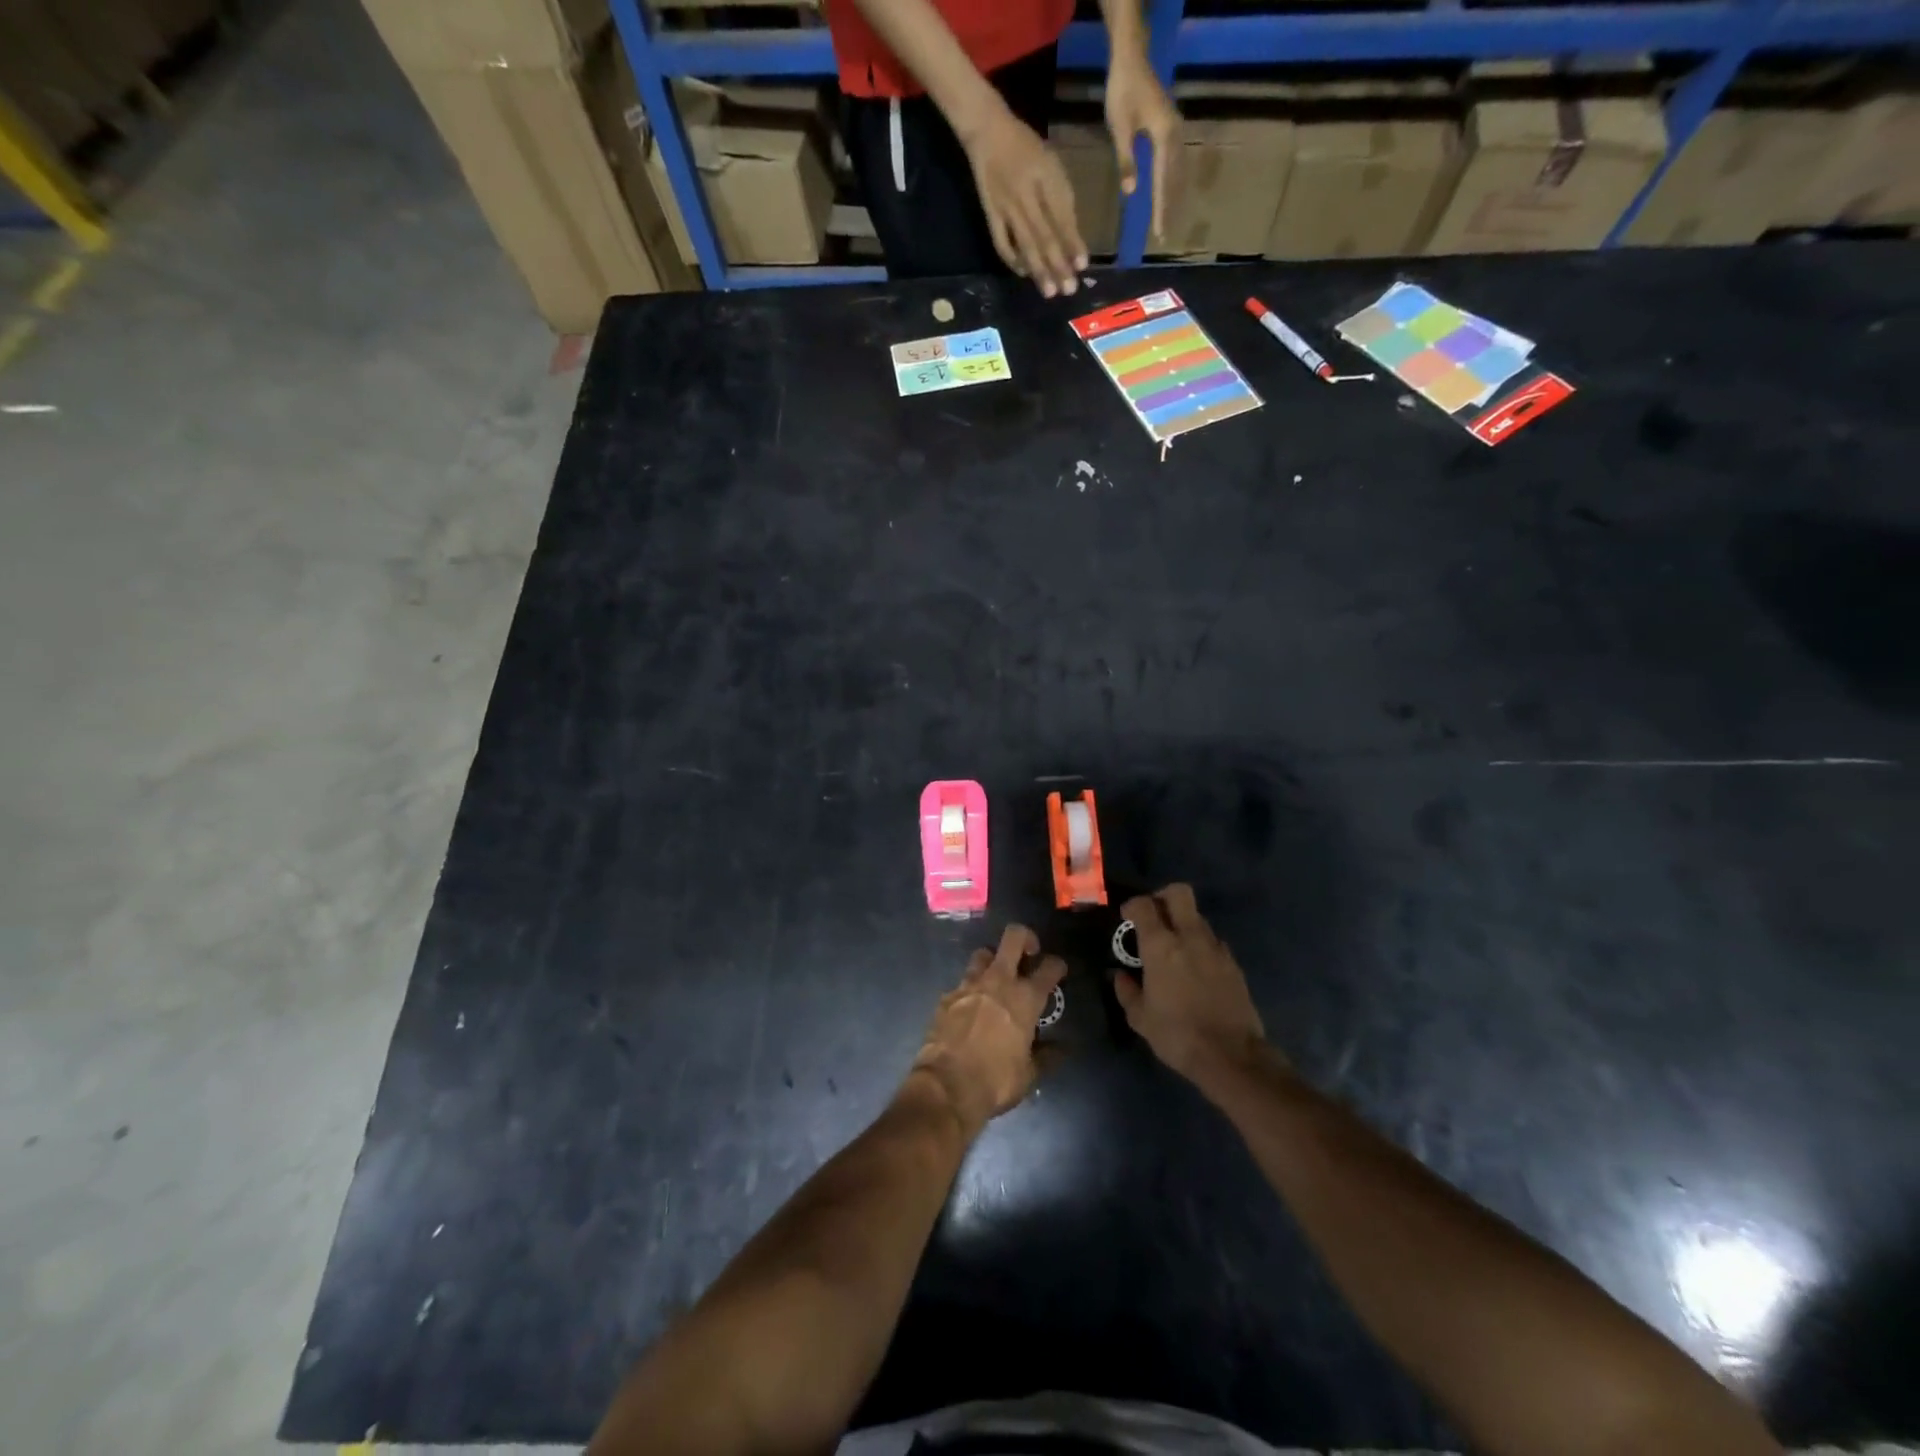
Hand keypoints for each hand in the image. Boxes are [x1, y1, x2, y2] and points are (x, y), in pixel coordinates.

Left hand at [912, 924, 1066, 1132]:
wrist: (946, 1086)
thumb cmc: (996, 1081)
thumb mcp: (1029, 1074)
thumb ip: (1047, 1055)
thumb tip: (1062, 1048)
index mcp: (1025, 999)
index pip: (1049, 967)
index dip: (1057, 965)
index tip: (1058, 971)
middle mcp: (998, 981)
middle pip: (1014, 937)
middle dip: (1025, 938)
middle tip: (1028, 954)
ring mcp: (969, 985)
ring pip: (983, 954)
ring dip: (993, 961)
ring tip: (996, 979)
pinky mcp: (947, 995)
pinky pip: (962, 982)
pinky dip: (970, 990)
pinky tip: (970, 1007)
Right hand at [960, 105, 1086, 297]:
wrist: (987, 131)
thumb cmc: (1025, 146)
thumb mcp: (1050, 162)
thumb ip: (1061, 196)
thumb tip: (1072, 235)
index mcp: (1045, 176)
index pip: (1061, 215)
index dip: (1072, 241)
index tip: (1082, 264)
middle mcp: (1026, 194)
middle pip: (1045, 235)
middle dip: (1058, 264)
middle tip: (1069, 289)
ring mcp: (1006, 207)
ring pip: (1026, 244)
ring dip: (1039, 270)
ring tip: (1050, 291)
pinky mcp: (990, 214)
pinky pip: (1002, 243)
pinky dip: (1012, 260)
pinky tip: (1024, 274)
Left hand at [1103, 44, 1179, 241]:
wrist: (1132, 60)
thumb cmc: (1123, 93)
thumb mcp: (1120, 130)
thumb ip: (1127, 161)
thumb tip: (1131, 193)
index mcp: (1163, 137)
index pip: (1163, 182)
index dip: (1161, 209)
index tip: (1159, 233)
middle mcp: (1175, 135)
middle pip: (1175, 180)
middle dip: (1169, 208)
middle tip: (1165, 236)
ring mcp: (1176, 130)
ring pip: (1179, 172)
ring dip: (1174, 197)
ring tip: (1169, 220)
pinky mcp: (1172, 127)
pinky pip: (1177, 162)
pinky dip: (1174, 182)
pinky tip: (1171, 194)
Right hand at [1112, 884, 1266, 1082]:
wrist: (1231, 1056)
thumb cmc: (1177, 1034)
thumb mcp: (1140, 1018)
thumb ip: (1127, 990)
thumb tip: (1120, 976)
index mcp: (1161, 946)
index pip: (1144, 905)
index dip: (1132, 905)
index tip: (1127, 917)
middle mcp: (1190, 937)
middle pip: (1179, 893)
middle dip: (1163, 897)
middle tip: (1153, 916)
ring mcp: (1216, 948)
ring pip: (1198, 917)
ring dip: (1183, 923)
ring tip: (1174, 948)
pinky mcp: (1234, 963)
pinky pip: (1213, 941)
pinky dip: (1200, 945)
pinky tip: (1195, 968)